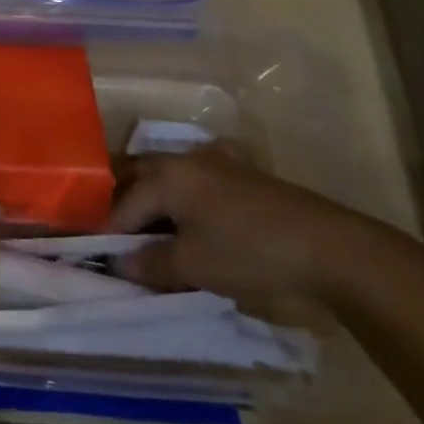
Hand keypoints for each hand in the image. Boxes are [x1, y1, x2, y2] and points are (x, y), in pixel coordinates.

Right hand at [107, 146, 408, 305]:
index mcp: (164, 175)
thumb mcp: (193, 265)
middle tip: (111, 236)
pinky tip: (186, 211)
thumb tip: (118, 262)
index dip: (105, 231)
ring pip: (163, 174)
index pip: (120, 203)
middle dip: (118, 202)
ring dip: (148, 197)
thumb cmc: (249, 252)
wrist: (329, 247)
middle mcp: (181, 158)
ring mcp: (212, 161)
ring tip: (143, 229)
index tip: (94, 255)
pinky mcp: (238, 172)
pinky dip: (178, 192)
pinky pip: (191, 177)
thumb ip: (150, 262)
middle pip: (135, 176)